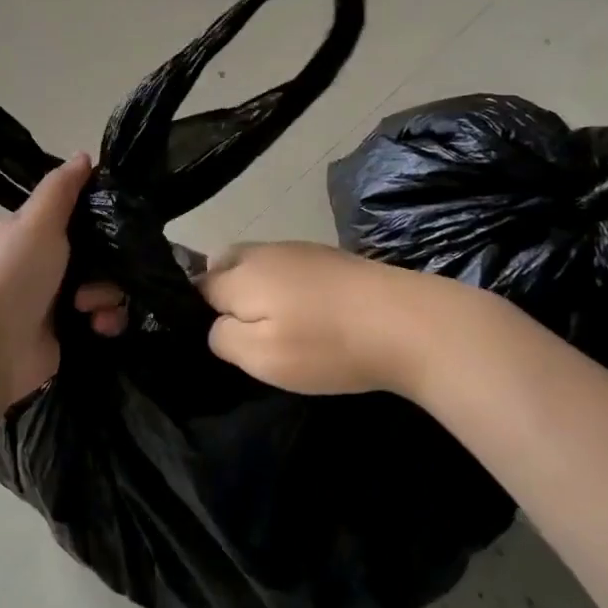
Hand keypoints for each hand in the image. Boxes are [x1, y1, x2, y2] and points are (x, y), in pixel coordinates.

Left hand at [0, 153, 93, 401]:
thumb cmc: (13, 275)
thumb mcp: (37, 222)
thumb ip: (61, 189)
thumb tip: (83, 155)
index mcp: (29, 234)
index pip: (73, 216)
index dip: (98, 217)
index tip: (120, 222)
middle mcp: (41, 265)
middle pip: (95, 254)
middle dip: (108, 265)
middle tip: (99, 275)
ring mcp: (52, 302)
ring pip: (102, 288)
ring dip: (107, 296)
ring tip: (90, 309)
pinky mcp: (64, 334)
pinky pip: (100, 321)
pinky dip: (105, 323)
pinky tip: (98, 327)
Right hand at [197, 241, 429, 394]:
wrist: (409, 323)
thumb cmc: (326, 345)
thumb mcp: (260, 356)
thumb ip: (223, 337)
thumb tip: (217, 324)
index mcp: (241, 273)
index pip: (197, 285)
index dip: (198, 312)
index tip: (218, 339)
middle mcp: (265, 252)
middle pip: (225, 264)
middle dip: (224, 292)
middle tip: (244, 332)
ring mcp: (301, 250)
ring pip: (260, 264)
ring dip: (258, 289)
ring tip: (279, 326)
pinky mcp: (332, 258)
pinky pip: (291, 268)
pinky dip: (288, 288)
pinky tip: (312, 316)